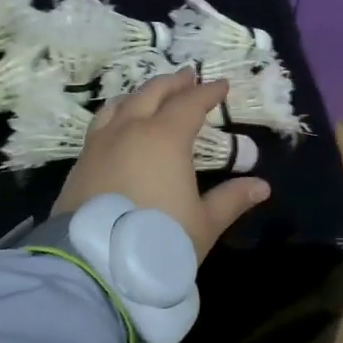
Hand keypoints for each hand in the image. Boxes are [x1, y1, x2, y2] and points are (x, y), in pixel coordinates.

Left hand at [52, 69, 270, 258]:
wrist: (94, 266)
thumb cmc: (158, 241)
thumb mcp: (203, 224)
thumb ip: (231, 200)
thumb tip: (262, 186)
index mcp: (166, 137)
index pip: (191, 103)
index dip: (209, 92)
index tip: (222, 85)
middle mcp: (131, 130)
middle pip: (153, 93)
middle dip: (174, 83)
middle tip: (188, 76)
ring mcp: (100, 143)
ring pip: (122, 103)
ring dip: (142, 93)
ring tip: (152, 94)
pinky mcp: (80, 161)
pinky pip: (101, 123)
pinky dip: (117, 112)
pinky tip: (119, 123)